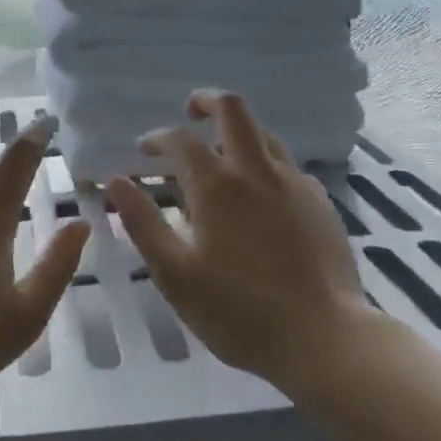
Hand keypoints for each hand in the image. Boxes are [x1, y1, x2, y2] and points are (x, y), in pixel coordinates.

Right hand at [105, 90, 383, 392]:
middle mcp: (257, 172)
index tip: (144, 151)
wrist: (325, 339)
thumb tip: (116, 182)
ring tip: (223, 153)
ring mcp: (294, 185)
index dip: (157, 138)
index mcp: (217, 186)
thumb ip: (143, 224)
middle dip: (207, 101)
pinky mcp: (321, 204)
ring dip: (238, 132)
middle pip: (233, 110)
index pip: (180, 140)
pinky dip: (267, 165)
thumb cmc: (239, 311)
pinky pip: (288, 167)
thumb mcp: (175, 275)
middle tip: (191, 112)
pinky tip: (263, 195)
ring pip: (265, 134)